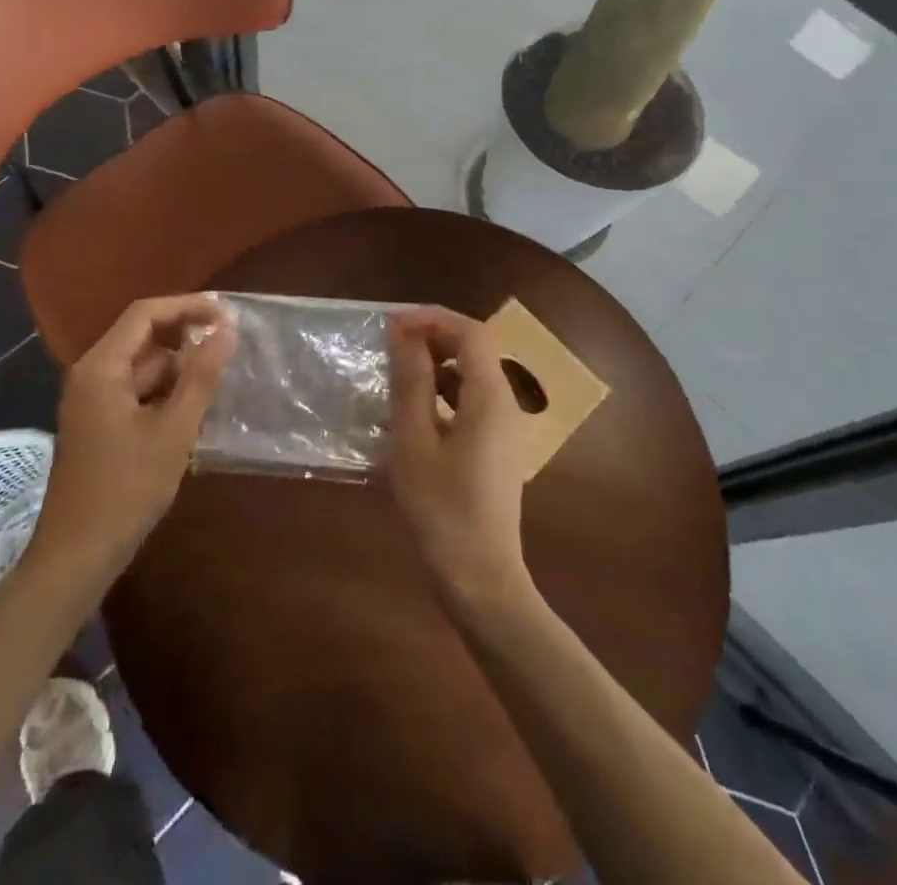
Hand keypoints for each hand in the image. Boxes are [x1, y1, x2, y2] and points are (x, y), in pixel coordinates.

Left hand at [33, 294, 234, 572]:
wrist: (77, 556)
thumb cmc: (126, 489)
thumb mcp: (173, 430)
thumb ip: (201, 376)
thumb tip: (227, 330)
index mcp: (101, 367)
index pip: (145, 313)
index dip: (187, 306)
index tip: (226, 315)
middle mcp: (91, 374)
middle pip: (143, 338)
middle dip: (186, 339)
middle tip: (230, 348)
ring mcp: (92, 400)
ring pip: (143, 367)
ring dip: (179, 370)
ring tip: (218, 382)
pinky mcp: (98, 423)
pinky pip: (136, 392)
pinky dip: (165, 393)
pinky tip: (193, 411)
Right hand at [384, 307, 535, 608]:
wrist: (480, 578)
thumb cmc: (442, 509)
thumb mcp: (414, 441)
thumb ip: (411, 381)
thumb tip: (403, 332)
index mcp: (490, 396)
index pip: (471, 331)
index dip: (432, 318)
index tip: (393, 323)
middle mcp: (505, 403)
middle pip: (475, 348)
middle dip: (434, 335)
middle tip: (391, 342)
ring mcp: (505, 427)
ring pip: (473, 373)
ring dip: (437, 362)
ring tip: (397, 370)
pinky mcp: (497, 446)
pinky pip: (472, 400)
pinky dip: (444, 390)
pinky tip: (413, 409)